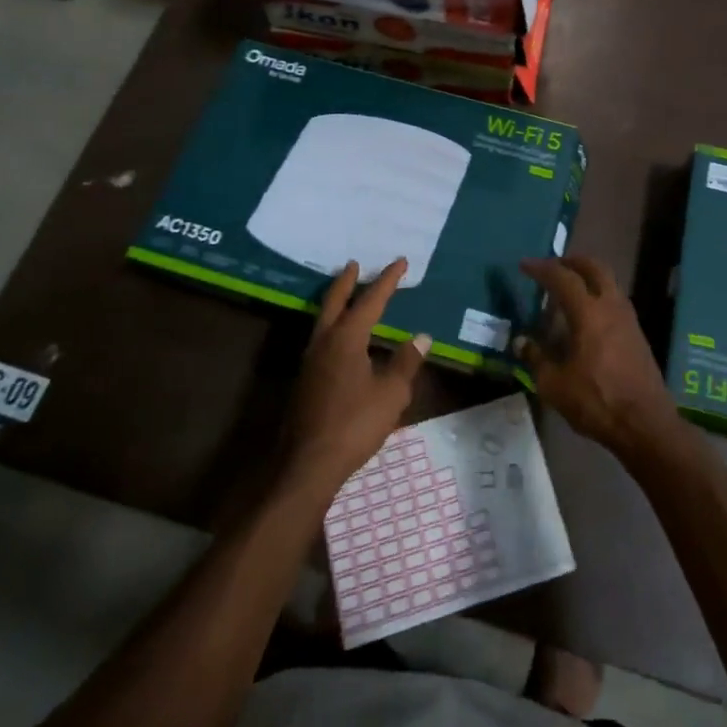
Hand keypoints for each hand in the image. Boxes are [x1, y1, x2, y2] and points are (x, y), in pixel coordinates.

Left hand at [280, 259, 428, 502]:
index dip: (387, 280)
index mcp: (347, 338)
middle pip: (335, 301)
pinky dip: (333, 326)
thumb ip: (406, 362)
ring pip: (324, 319)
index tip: (401, 262)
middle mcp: (324, 341)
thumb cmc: (354, 424)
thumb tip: (421, 337)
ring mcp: (310, 361)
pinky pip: (321, 338)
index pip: (371, 300)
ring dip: (336, 302)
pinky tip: (342, 340)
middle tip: (354, 264)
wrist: (307, 464)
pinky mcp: (305, 380)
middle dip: (347, 281)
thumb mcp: (391, 394)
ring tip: (348, 295)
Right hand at [516, 256, 679, 462]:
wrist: (646, 424)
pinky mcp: (637, 334)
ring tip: (569, 287)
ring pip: (609, 282)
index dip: (542, 268)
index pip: (562, 278)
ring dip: (589, 276)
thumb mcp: (555, 385)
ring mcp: (628, 319)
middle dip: (572, 261)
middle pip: (594, 267)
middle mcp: (611, 306)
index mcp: (588, 312)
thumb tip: (521, 342)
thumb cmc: (597, 401)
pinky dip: (599, 294)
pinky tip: (588, 314)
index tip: (525, 265)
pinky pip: (615, 299)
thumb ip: (536, 359)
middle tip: (553, 266)